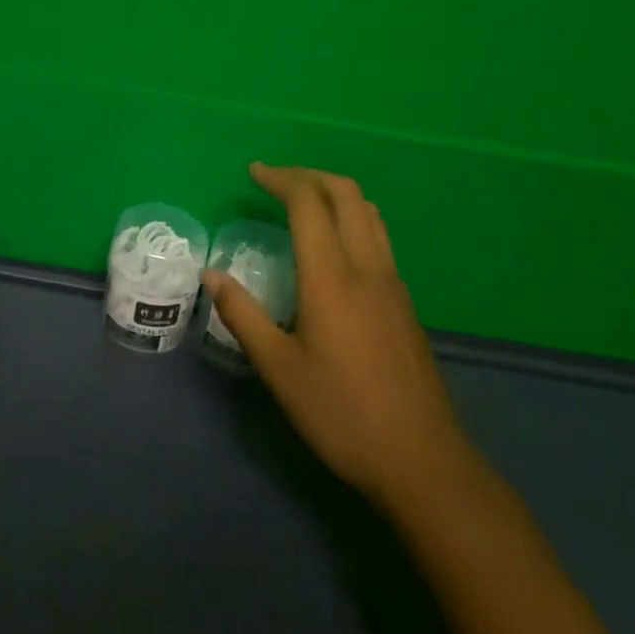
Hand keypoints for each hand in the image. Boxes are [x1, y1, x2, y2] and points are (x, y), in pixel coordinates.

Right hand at [206, 163, 468, 507]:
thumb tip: (212, 274)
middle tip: (275, 181)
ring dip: (334, 194)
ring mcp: (393, 284)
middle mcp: (368, 268)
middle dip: (309, 176)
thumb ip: (243, 315)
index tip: (253, 173)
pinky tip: (333, 249)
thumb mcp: (279, 368)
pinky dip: (351, 219)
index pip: (308, 204)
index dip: (280, 179)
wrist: (422, 460)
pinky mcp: (405, 304)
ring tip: (303, 203)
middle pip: (346, 194)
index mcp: (332, 277)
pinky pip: (379, 238)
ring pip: (369, 213)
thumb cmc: (341, 413)